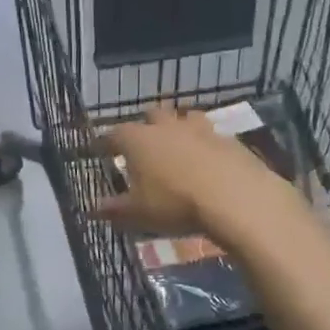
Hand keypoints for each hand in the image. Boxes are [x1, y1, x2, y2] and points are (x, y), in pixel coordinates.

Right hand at [96, 106, 263, 236]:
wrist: (236, 199)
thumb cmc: (175, 203)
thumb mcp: (137, 213)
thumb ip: (114, 209)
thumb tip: (93, 209)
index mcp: (138, 140)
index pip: (112, 134)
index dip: (103, 142)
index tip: (97, 150)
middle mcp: (166, 127)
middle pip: (151, 115)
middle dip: (144, 126)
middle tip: (142, 144)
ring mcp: (201, 130)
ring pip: (185, 118)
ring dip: (178, 128)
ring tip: (177, 146)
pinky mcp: (229, 140)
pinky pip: (212, 136)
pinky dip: (206, 145)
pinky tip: (208, 161)